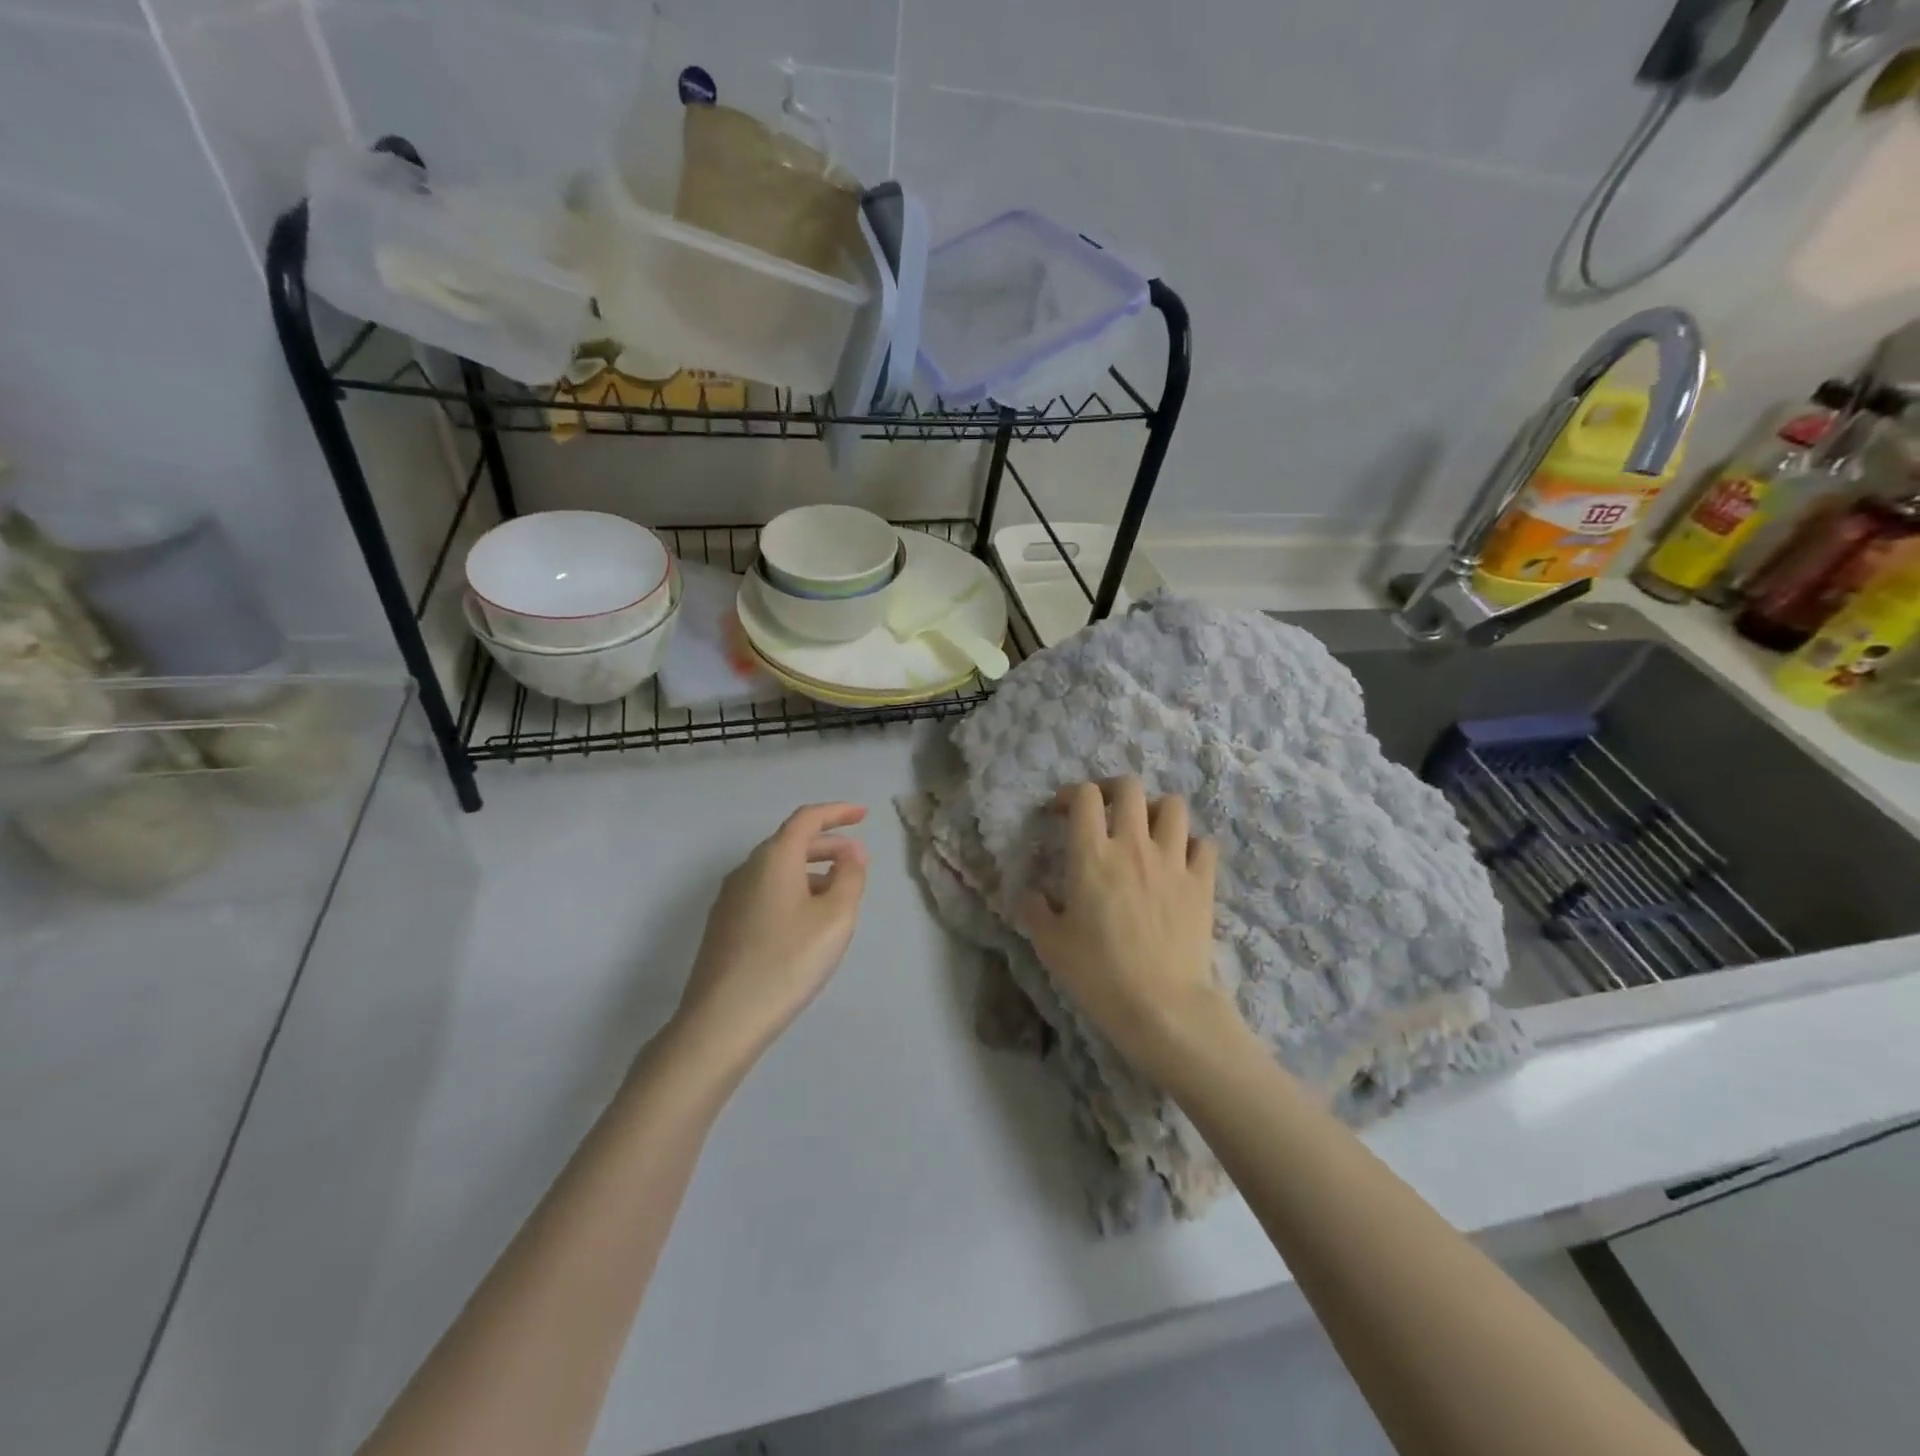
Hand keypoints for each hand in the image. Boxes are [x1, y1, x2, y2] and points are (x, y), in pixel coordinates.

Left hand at [674, 804, 869, 1067]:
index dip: (837, 812)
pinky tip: (805, 920)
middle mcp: (747, 869)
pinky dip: (792, 890)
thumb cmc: (787, 962)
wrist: (722, 1020)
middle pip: (790, 842)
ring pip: (777, 869)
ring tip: (837, 893)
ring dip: (810, 870)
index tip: (863, 814)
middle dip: (827, 844)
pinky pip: (765, 891)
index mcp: (774, 858)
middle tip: (857, 858)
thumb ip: (850, 877)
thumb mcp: (835, 917)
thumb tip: (852, 852)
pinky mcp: (723, 925)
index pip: (807, 819)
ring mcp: (730, 898)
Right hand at [1019, 778, 1226, 1083]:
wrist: (1161, 1005)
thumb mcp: (1050, 945)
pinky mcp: (1202, 882)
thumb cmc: (1098, 973)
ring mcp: (1173, 861)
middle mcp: (1133, 846)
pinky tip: (1180, 863)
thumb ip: (1035, 911)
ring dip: (1156, 811)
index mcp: (1091, 855)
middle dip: (1113, 790)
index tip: (1062, 812)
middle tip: (1104, 812)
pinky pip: (1204, 844)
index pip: (1084, 797)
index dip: (1071, 795)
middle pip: (1130, 787)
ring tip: (1146, 832)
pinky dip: (1191, 846)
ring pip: (1173, 806)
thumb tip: (1031, 894)